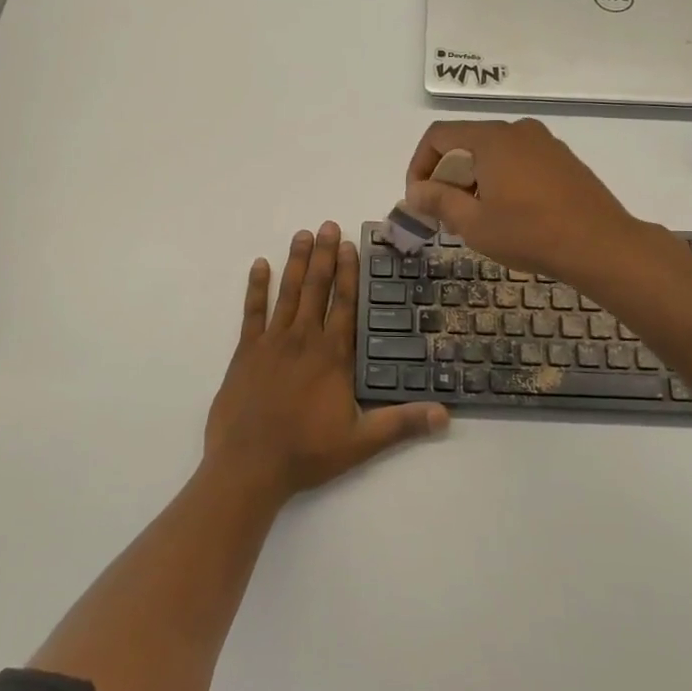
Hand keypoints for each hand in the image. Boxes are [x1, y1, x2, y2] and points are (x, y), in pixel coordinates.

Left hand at [204, 222, 447, 504]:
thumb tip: (445, 415)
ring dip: (295, 262)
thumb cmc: (307, 452)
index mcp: (332, 356)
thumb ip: (402, 424)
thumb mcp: (361, 442)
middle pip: (316, 289)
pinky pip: (252, 312)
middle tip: (326, 224)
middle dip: (323, 255)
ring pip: (287, 293)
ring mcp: (272, 343)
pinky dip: (256, 288)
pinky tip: (259, 265)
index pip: (345, 304)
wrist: (249, 465)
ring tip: (301, 234)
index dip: (349, 273)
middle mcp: (304, 340)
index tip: (349, 245)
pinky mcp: (245, 352)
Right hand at [404, 119, 638, 284]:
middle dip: (448, 176)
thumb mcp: (474, 223)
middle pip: (466, 142)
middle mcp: (517, 131)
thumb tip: (415, 191)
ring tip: (478, 217)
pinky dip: (502, 179)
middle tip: (446, 213)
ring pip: (493, 153)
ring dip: (475, 179)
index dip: (420, 165)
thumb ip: (438, 201)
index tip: (419, 199)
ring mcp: (545, 143)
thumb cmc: (530, 233)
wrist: (601, 245)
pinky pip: (519, 160)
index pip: (438, 136)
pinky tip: (511, 214)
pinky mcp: (563, 159)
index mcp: (492, 138)